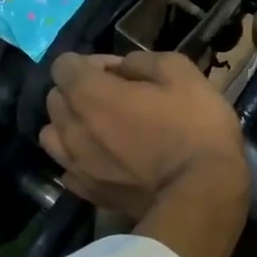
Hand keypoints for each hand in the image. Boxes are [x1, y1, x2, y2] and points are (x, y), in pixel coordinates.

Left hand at [42, 52, 249, 220]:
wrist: (202, 195)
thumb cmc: (196, 129)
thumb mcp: (181, 72)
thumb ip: (142, 61)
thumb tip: (122, 68)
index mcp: (90, 94)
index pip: (64, 65)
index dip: (92, 63)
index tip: (121, 74)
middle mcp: (72, 129)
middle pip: (56, 99)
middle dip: (79, 93)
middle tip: (116, 101)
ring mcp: (76, 165)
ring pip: (53, 136)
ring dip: (71, 127)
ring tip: (102, 133)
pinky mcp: (88, 193)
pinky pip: (69, 170)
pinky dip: (80, 161)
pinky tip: (105, 162)